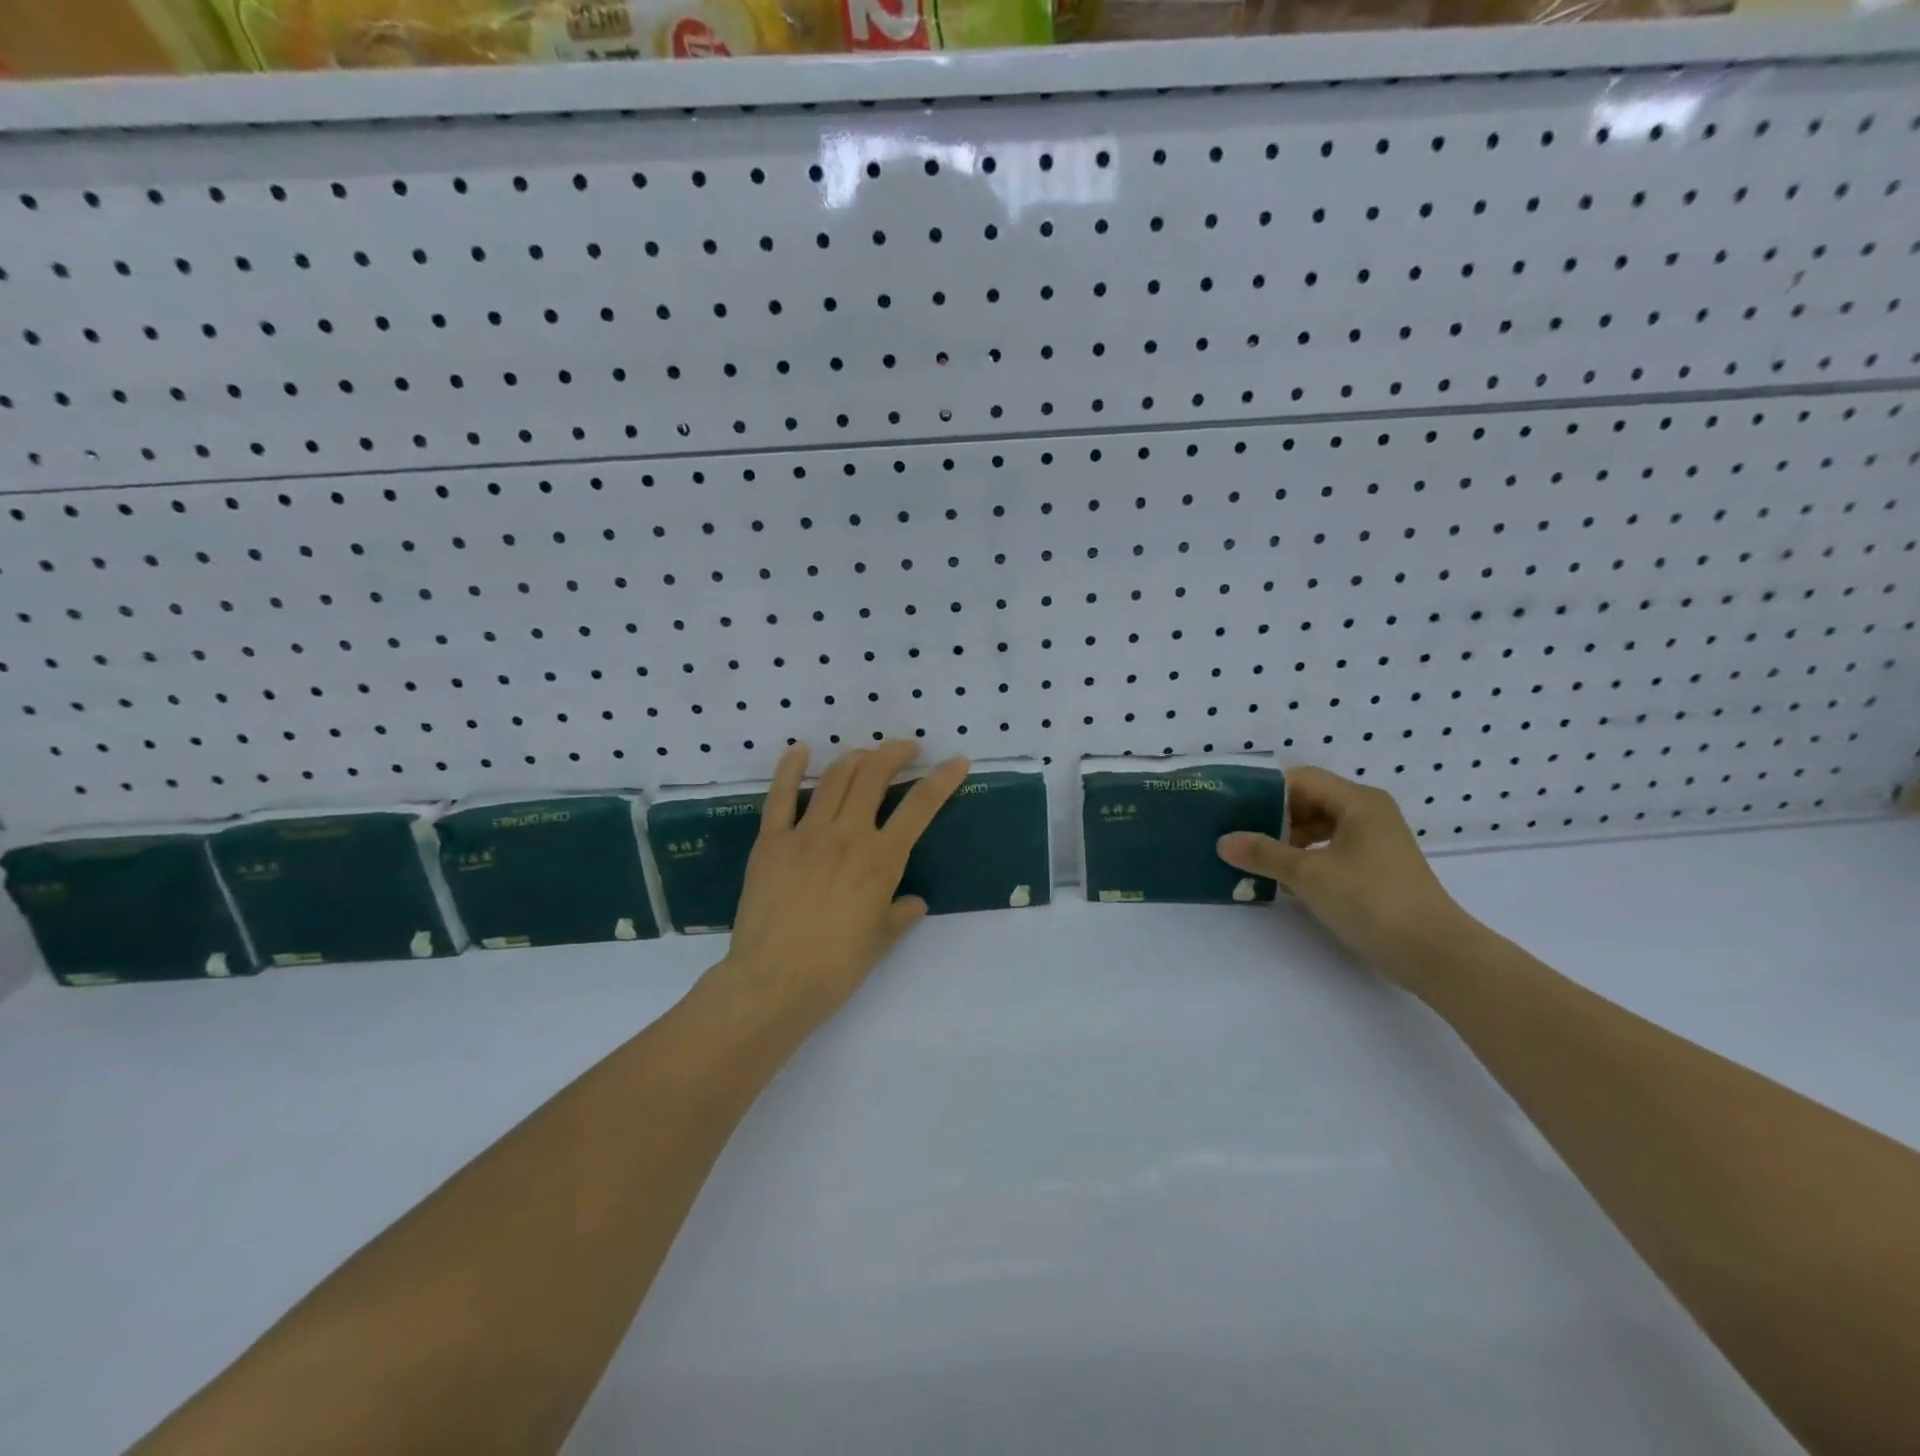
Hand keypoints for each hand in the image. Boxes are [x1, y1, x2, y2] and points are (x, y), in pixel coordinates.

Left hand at [712, 740, 968, 1024]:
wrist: (775, 982)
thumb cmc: (836, 968)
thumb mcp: (880, 940)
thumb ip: (900, 914)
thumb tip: (914, 902)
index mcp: (881, 859)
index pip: (920, 807)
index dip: (942, 779)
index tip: (956, 760)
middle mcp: (847, 835)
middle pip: (874, 776)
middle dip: (894, 753)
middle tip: (906, 749)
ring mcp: (806, 834)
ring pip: (834, 778)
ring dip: (855, 758)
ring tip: (865, 755)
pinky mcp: (771, 841)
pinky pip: (781, 796)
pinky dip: (790, 769)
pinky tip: (800, 751)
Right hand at [1216, 766, 1470, 993]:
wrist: (1433, 953)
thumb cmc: (1371, 900)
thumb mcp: (1309, 874)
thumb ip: (1263, 853)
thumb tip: (1223, 841)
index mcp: (1358, 801)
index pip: (1300, 779)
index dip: (1264, 790)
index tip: (1232, 808)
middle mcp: (1369, 813)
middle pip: (1310, 801)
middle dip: (1272, 817)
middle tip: (1237, 835)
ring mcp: (1375, 841)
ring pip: (1319, 827)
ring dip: (1286, 840)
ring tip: (1254, 858)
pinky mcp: (1376, 868)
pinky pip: (1330, 849)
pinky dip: (1305, 858)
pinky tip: (1282, 879)